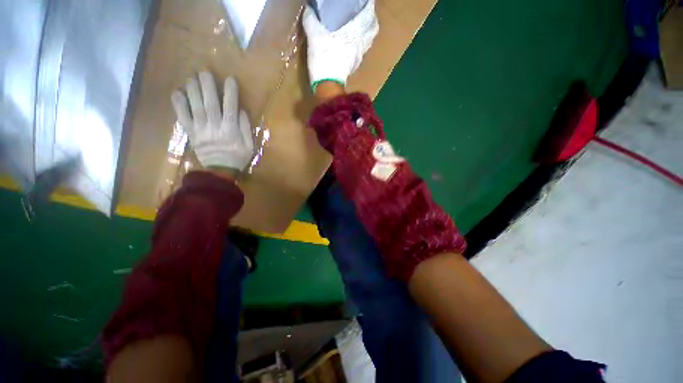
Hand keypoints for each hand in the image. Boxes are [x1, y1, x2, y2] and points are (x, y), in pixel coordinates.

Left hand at [171, 72, 253, 173]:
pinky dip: (179, 105)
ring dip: (193, 91)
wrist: (220, 171)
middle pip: (210, 103)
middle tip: (204, 71)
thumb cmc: (238, 157)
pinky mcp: (191, 133)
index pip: (230, 107)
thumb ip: (246, 128)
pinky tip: (177, 93)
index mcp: (230, 130)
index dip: (230, 93)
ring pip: (196, 107)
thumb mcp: (249, 145)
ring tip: (192, 78)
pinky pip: (183, 117)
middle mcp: (215, 126)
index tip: (230, 79)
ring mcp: (201, 129)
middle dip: (207, 86)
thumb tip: (240, 110)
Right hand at [303, 0, 378, 90]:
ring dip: (367, 33)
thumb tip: (309, 9)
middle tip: (363, 14)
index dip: (368, 6)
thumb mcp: (314, 35)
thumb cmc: (324, 57)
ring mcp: (359, 55)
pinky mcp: (355, 66)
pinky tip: (353, 45)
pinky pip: (362, 52)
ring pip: (369, 41)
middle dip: (370, 19)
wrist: (328, 84)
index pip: (368, 14)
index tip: (365, 2)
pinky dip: (360, 45)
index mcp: (355, 31)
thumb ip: (312, 19)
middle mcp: (361, 42)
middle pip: (373, 28)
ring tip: (359, 28)